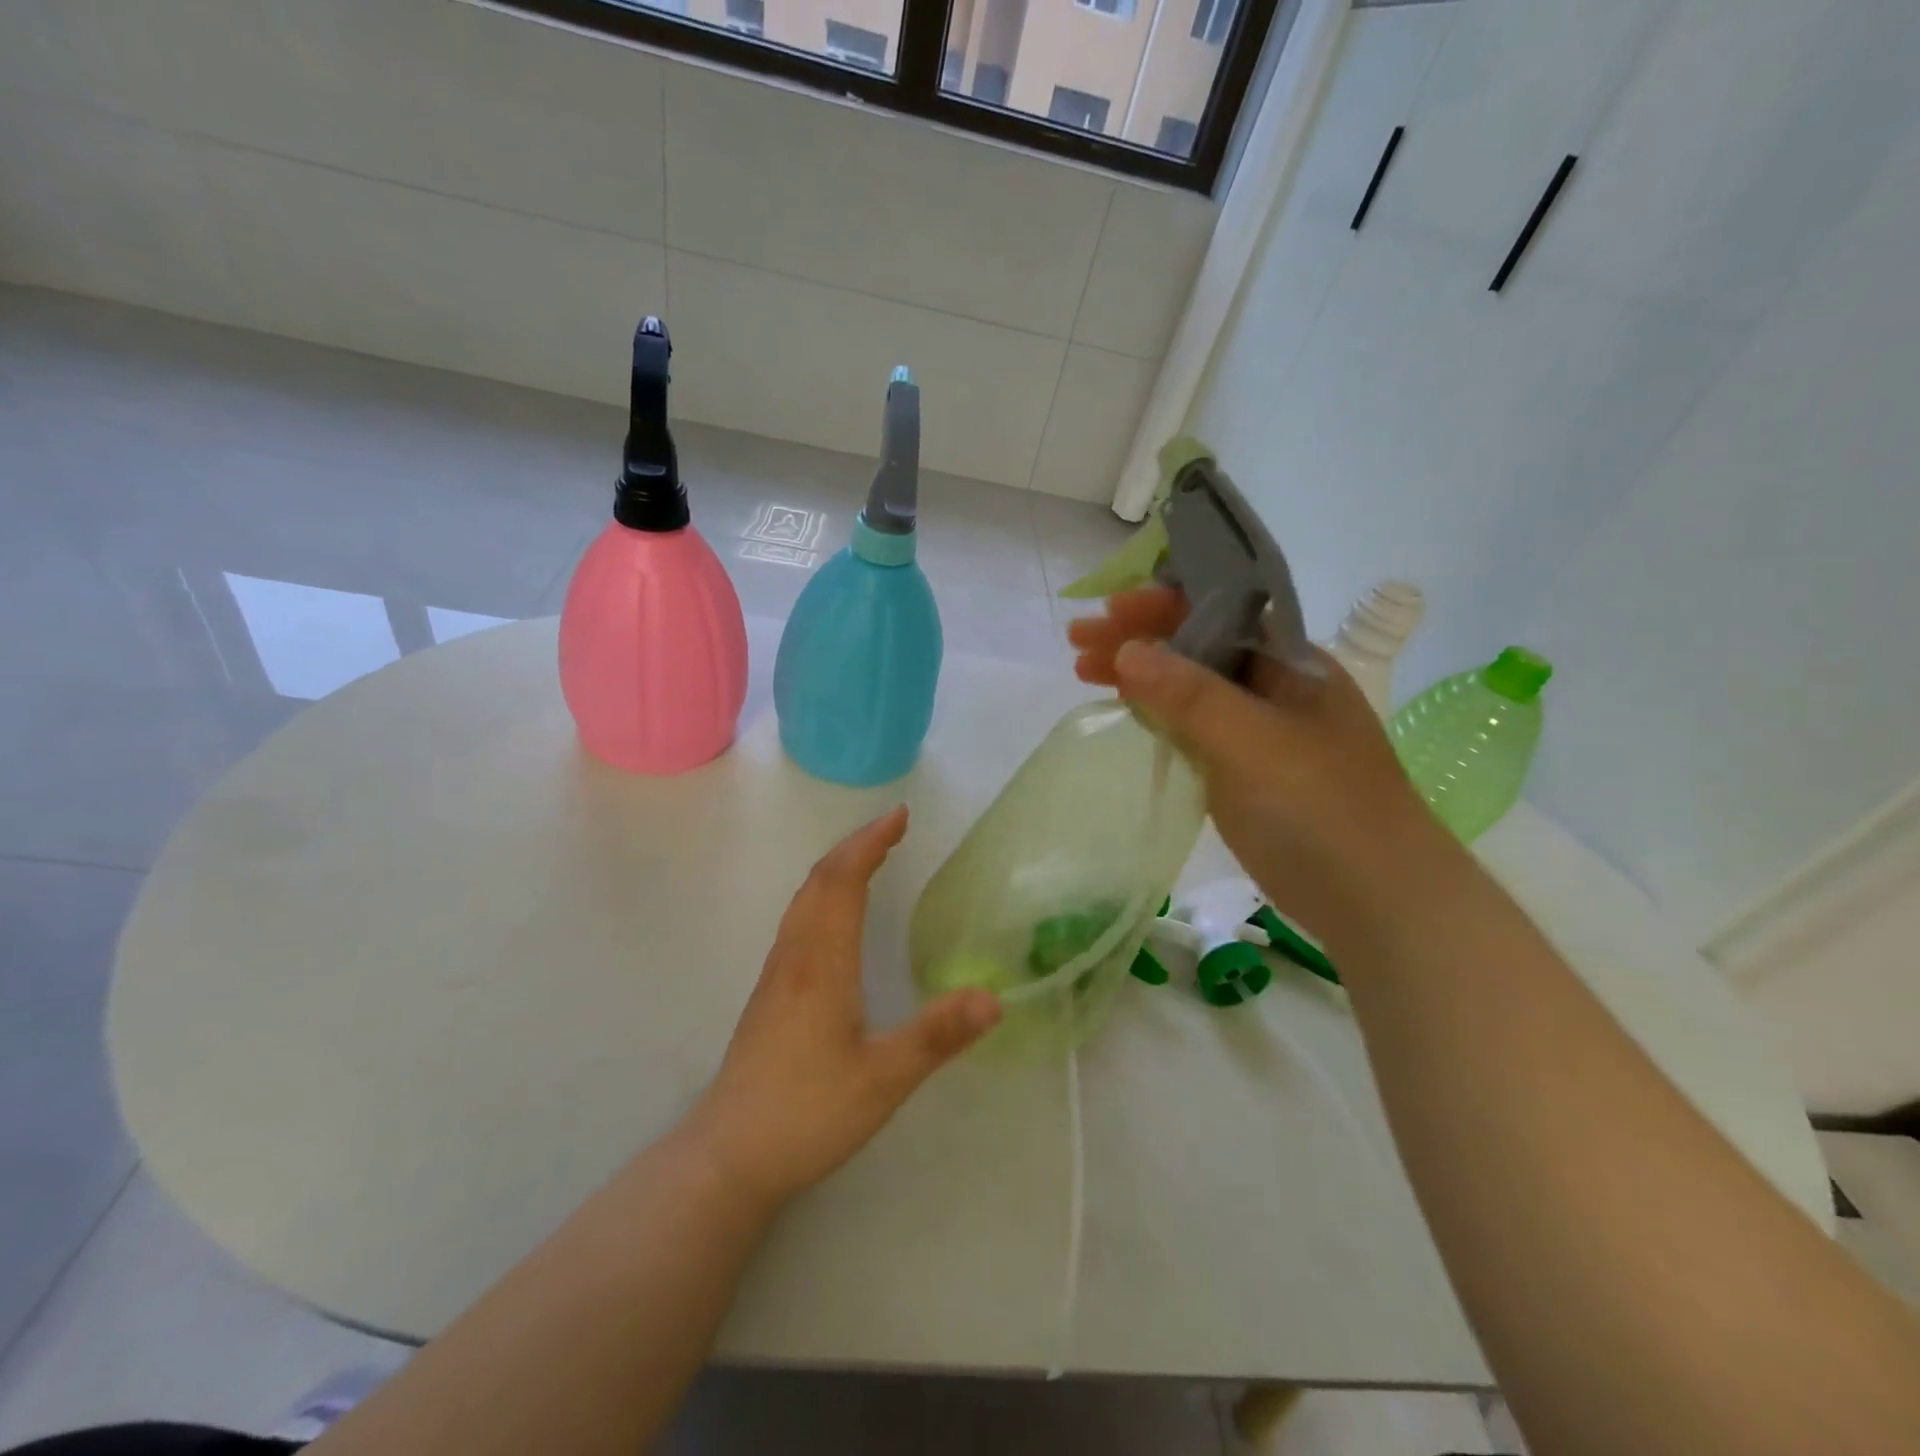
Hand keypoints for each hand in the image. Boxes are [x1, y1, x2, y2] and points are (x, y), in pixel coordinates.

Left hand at [686, 806, 1000, 1212]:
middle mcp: (795, 956)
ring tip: (868, 858)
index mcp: (822, 962)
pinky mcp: (770, 996)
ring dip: (836, 868)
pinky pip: (798, 921)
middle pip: (819, 881)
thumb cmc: (806, 1113)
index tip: (899, 815)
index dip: (870, 842)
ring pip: (804, 900)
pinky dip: (823, 895)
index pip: (844, 881)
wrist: (727, 1157)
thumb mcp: (883, 1078)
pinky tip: (835, 917)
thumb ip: (938, 1035)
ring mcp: (777, 975)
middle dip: (855, 846)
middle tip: (891, 828)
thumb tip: (995, 997)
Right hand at [1068, 587, 1444, 944]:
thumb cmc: (1321, 808)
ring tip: (1083, 672)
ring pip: (1187, 689)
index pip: (1219, 610)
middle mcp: (1272, 687)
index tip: (1110, 610)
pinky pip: (1189, 730)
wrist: (1375, 900)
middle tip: (1078, 642)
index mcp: (1290, 662)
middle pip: (1196, 646)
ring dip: (1138, 676)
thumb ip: (1190, 696)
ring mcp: (1256, 732)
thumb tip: (1127, 650)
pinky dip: (1154, 717)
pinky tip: (1124, 714)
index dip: (1162, 604)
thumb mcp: (1254, 743)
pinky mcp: (1240, 772)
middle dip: (1138, 638)